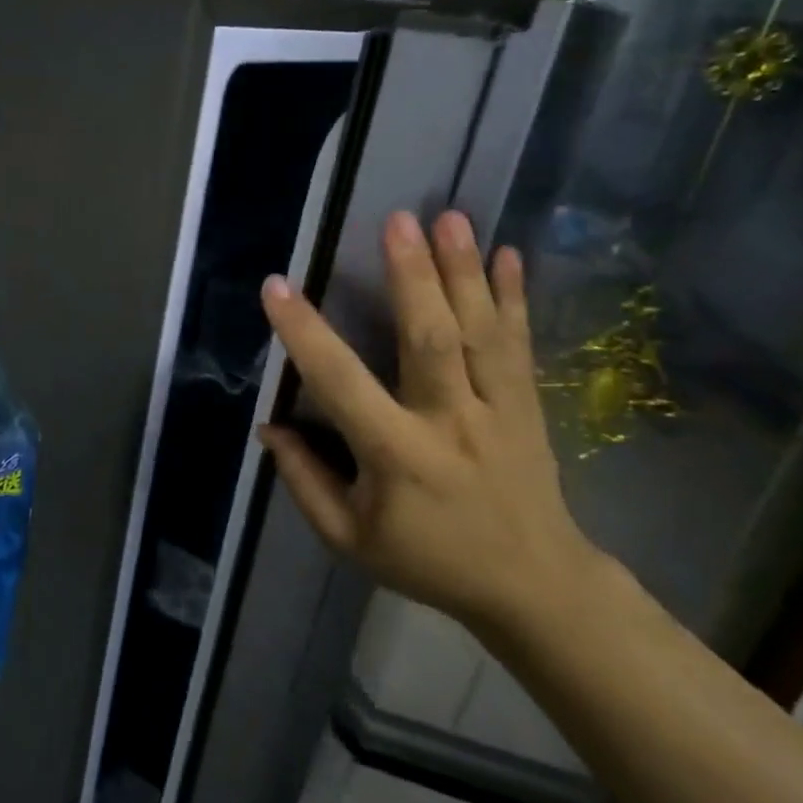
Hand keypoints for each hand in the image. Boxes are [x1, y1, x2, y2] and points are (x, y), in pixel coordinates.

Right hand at [258, 209, 601, 631]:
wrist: (534, 585)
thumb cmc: (429, 560)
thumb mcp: (349, 538)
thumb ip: (304, 481)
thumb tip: (268, 427)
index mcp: (397, 456)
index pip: (341, 384)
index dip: (306, 334)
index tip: (277, 287)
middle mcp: (450, 422)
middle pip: (431, 340)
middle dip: (414, 277)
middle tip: (398, 220)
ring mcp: (498, 410)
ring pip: (480, 332)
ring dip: (464, 271)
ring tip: (449, 217)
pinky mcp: (529, 407)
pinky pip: (520, 346)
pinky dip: (514, 298)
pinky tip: (508, 255)